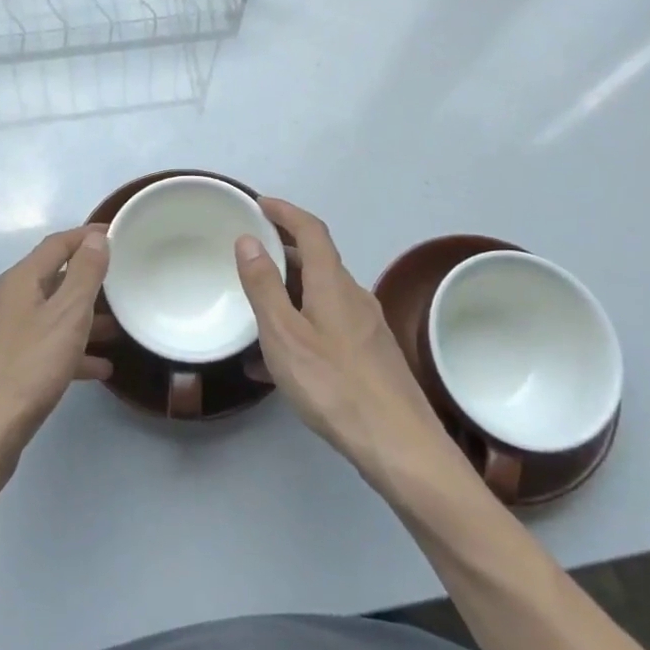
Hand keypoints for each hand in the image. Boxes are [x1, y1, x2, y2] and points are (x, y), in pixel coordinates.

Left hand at [0, 227, 113, 466]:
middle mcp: (5, 301)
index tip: (116, 234)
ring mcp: (0, 335)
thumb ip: (84, 274)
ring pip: (49, 316)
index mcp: (18, 281)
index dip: (86, 236)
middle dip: (88, 281)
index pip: (56, 244)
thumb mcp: (67, 316)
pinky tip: (97, 369)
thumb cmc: (28, 369)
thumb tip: (94, 239)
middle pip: (52, 279)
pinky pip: (42, 347)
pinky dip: (69, 350)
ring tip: (117, 330)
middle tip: (121, 285)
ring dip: (82, 319)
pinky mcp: (1, 366)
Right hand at [236, 199, 457, 497]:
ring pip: (323, 293)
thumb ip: (263, 286)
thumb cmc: (334, 385)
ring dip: (292, 289)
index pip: (311, 229)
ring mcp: (367, 326)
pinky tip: (282, 360)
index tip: (260, 204)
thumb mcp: (284, 335)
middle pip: (318, 260)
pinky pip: (330, 323)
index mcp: (333, 283)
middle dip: (284, 250)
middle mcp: (354, 296)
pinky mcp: (372, 355)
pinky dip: (304, 322)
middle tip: (250, 254)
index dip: (285, 211)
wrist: (400, 446)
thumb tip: (249, 239)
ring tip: (257, 307)